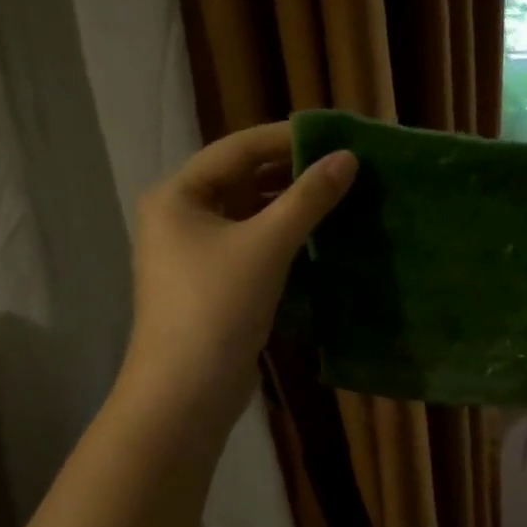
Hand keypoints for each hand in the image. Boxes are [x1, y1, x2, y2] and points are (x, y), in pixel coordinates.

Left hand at [120, 122, 355, 428]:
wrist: (186, 393)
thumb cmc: (217, 307)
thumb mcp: (266, 245)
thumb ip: (308, 198)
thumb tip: (347, 158)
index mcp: (179, 195)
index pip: (238, 149)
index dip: (287, 137)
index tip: (335, 133)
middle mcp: (182, 216)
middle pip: (243, 179)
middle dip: (292, 171)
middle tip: (345, 165)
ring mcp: (197, 252)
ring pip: (251, 214)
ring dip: (292, 205)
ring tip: (342, 195)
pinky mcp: (216, 282)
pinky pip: (254, 244)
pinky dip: (285, 236)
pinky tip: (322, 235)